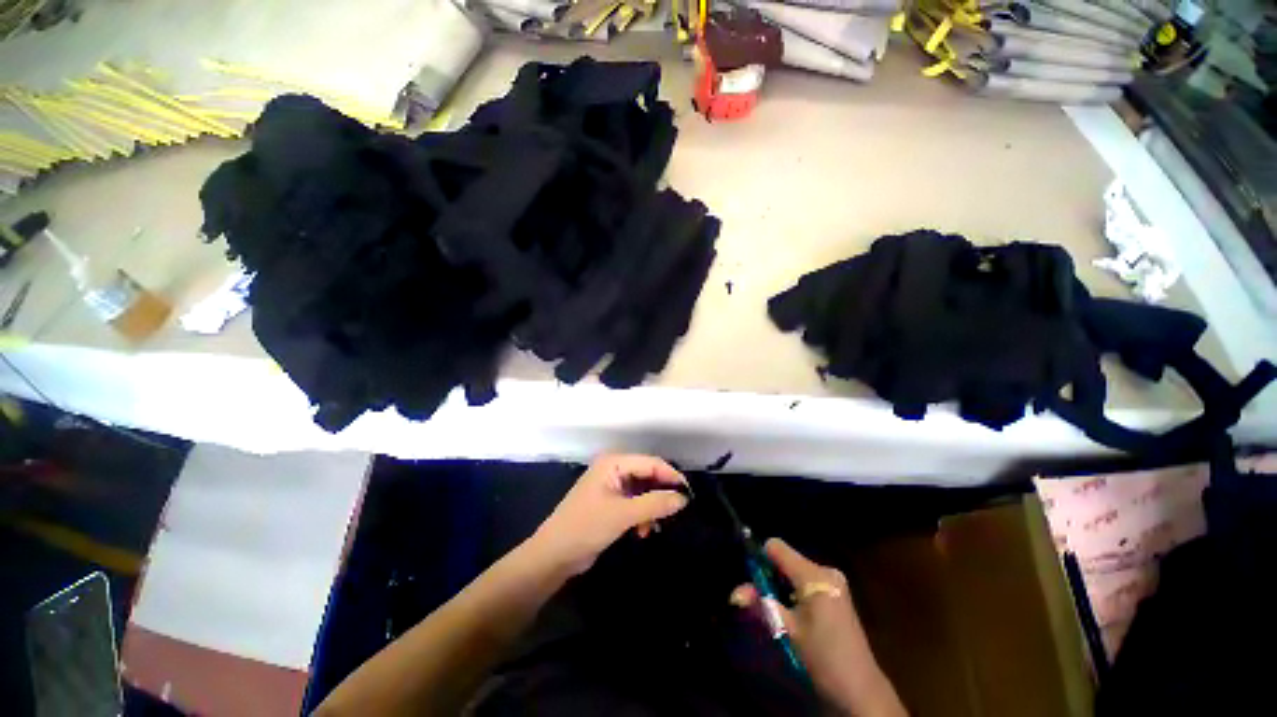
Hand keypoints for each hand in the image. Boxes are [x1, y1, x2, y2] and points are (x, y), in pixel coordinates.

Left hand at [530, 454, 689, 575]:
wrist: (554, 555)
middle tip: (678, 511)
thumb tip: (683, 498)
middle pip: (647, 475)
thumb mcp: (623, 515)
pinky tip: (643, 531)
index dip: (671, 476)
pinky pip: (635, 502)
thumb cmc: (586, 527)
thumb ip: (654, 504)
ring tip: (656, 526)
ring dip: (652, 507)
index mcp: (614, 463)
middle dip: (661, 493)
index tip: (690, 494)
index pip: (651, 462)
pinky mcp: (611, 502)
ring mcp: (612, 485)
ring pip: (643, 490)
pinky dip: (642, 515)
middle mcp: (614, 469)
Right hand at [731, 538, 905, 716]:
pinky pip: (807, 582)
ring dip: (782, 586)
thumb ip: (761, 605)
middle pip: (786, 559)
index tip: (752, 580)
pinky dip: (795, 592)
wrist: (860, 690)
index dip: (760, 559)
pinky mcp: (837, 594)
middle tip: (764, 602)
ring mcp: (834, 582)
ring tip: (781, 613)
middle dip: (770, 576)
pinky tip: (796, 616)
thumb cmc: (823, 657)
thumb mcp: (787, 631)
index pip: (776, 547)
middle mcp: (825, 570)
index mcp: (814, 574)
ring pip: (795, 572)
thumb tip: (735, 593)